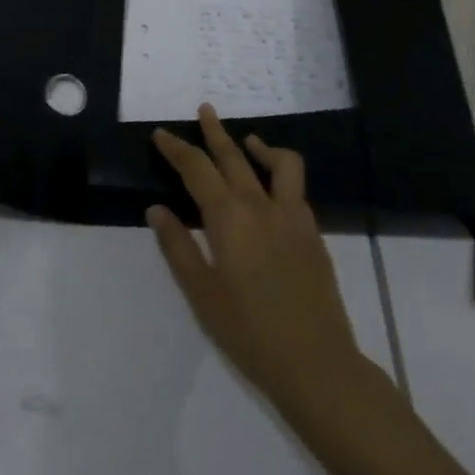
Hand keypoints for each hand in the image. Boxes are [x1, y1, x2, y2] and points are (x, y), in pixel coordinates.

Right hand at [148, 105, 364, 416]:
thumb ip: (178, 247)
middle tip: (204, 110)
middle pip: (234, 156)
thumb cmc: (250, 333)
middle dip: (215, 132)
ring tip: (247, 140)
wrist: (317, 364)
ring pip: (278, 162)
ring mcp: (293, 215)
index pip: (197, 170)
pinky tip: (271, 190)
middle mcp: (261, 205)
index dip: (177, 149)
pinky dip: (279, 174)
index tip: (161, 135)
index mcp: (230, 218)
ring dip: (259, 145)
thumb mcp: (202, 295)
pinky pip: (295, 187)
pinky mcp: (312, 231)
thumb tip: (157, 209)